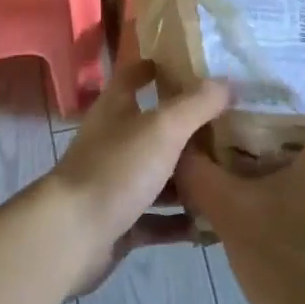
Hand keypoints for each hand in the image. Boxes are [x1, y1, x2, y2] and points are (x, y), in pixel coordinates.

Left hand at [47, 59, 229, 296]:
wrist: (72, 236)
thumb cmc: (117, 169)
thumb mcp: (163, 128)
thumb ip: (197, 104)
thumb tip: (228, 82)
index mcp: (115, 110)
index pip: (133, 76)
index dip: (157, 67)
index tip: (192, 66)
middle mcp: (113, 142)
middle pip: (153, 129)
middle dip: (188, 129)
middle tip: (232, 127)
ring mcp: (115, 184)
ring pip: (158, 176)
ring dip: (189, 180)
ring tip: (229, 177)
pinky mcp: (120, 223)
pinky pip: (157, 220)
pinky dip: (180, 222)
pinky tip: (211, 225)